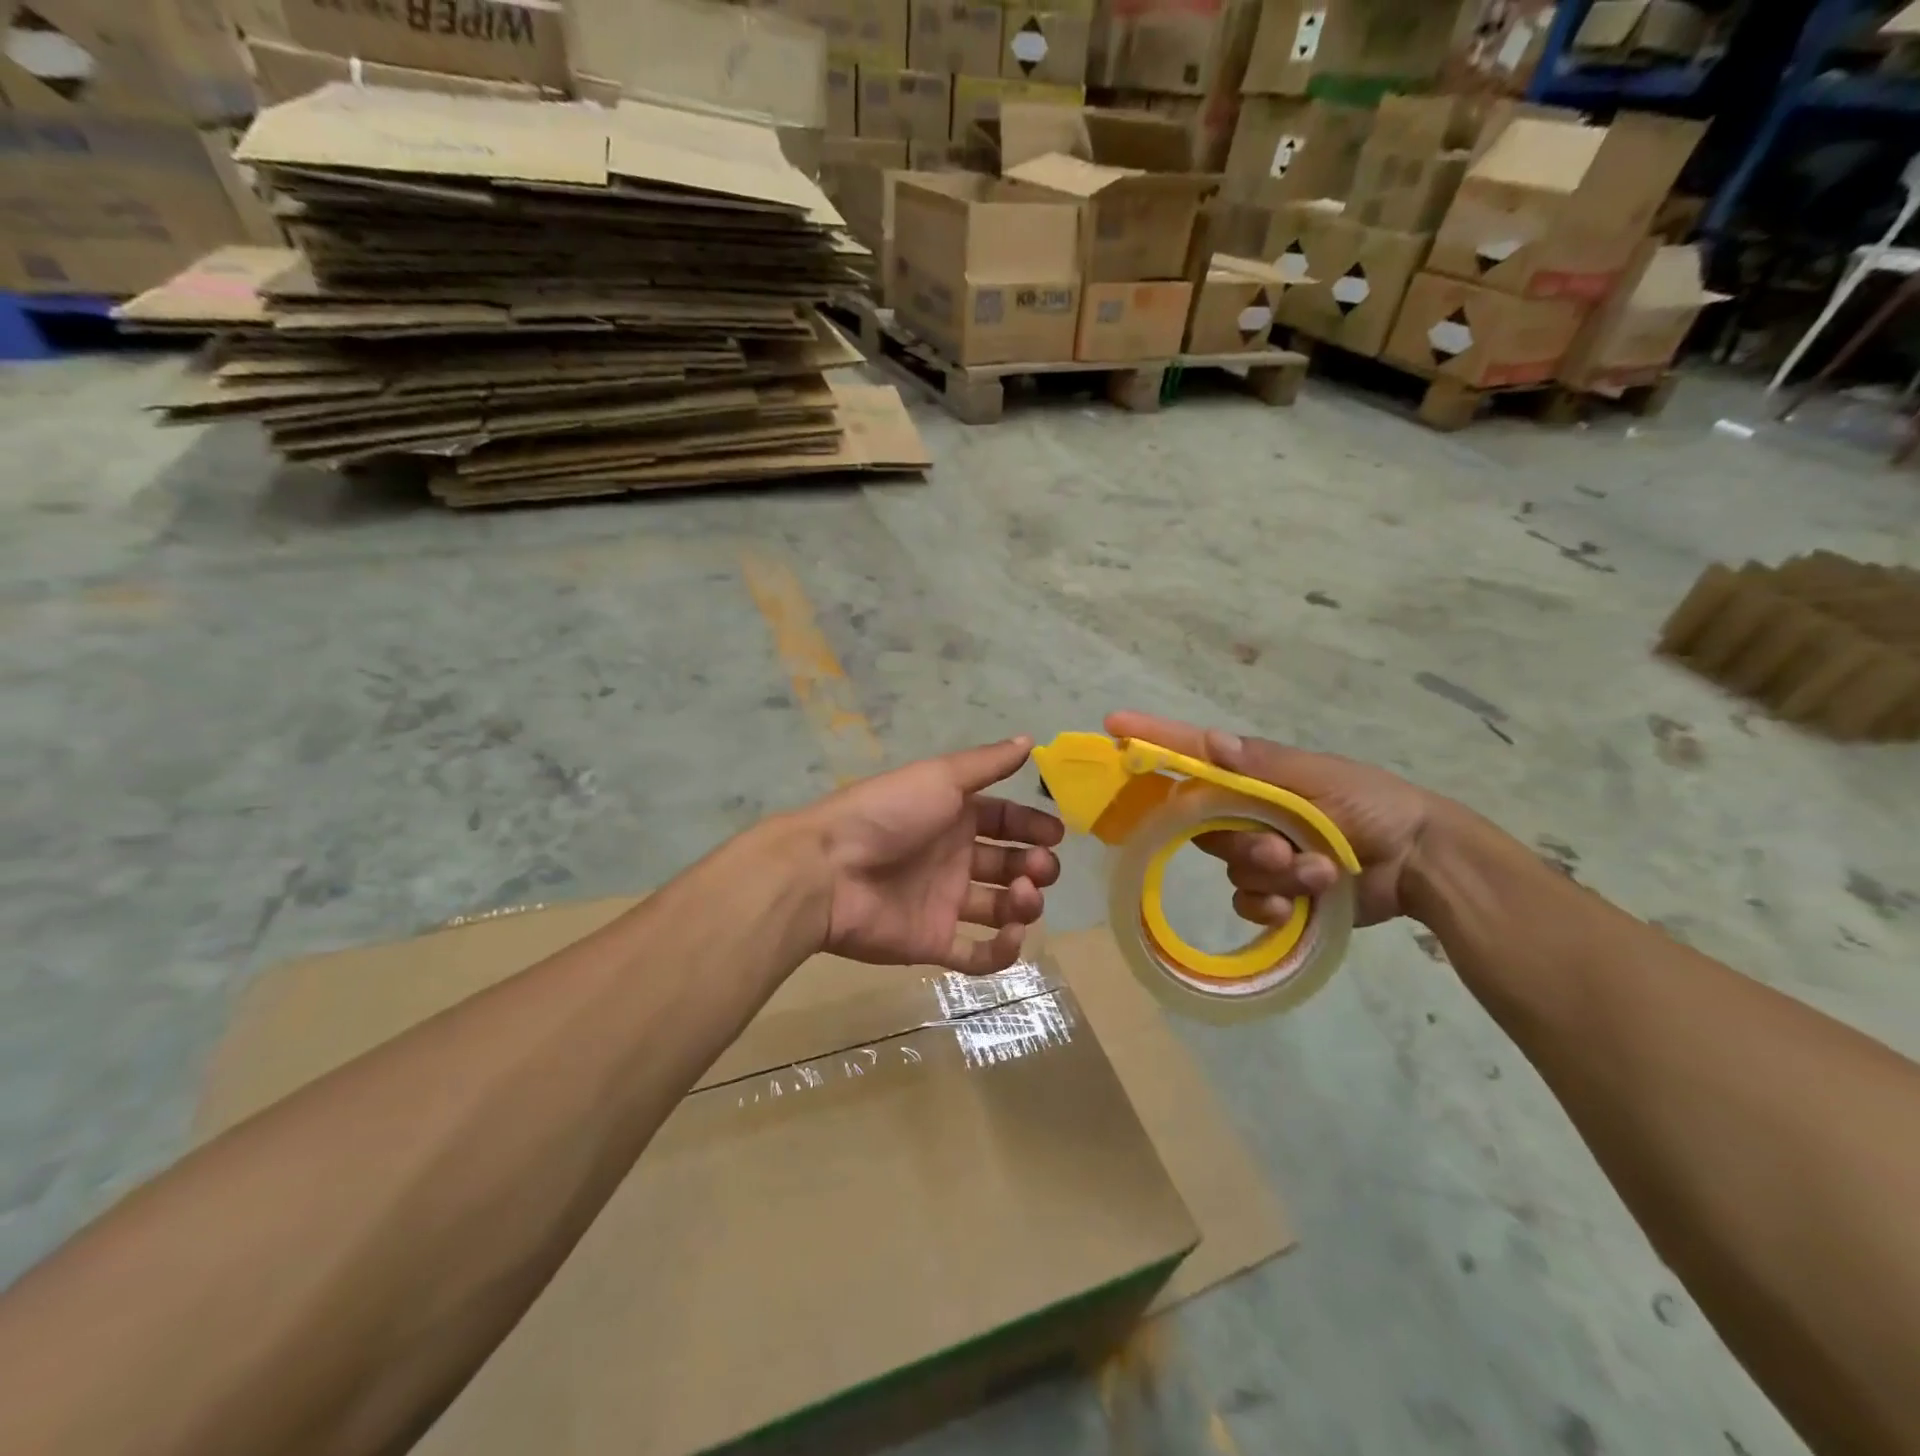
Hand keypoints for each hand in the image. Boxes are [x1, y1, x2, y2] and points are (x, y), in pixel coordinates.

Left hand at [795, 737, 1063, 974]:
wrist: (829, 870)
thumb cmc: (889, 814)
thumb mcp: (940, 777)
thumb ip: (987, 763)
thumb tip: (1028, 740)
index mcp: (954, 817)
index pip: (1005, 820)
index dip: (1033, 826)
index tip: (1056, 835)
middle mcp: (953, 858)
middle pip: (1008, 864)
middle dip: (1034, 866)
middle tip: (1041, 868)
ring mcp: (944, 902)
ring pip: (1000, 909)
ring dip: (1024, 904)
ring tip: (1022, 896)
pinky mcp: (933, 942)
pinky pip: (977, 955)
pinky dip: (1002, 951)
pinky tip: (1012, 934)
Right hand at [1105, 711, 1440, 926]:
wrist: (1422, 862)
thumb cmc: (1372, 804)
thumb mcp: (1320, 779)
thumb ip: (1263, 766)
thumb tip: (1209, 740)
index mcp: (1253, 776)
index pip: (1191, 755)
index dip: (1152, 740)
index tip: (1113, 726)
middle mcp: (1246, 811)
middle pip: (1204, 827)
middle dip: (1241, 842)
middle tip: (1279, 848)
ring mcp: (1260, 852)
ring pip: (1231, 868)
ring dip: (1273, 877)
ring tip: (1319, 874)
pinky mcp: (1275, 892)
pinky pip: (1247, 903)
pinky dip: (1272, 906)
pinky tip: (1302, 905)